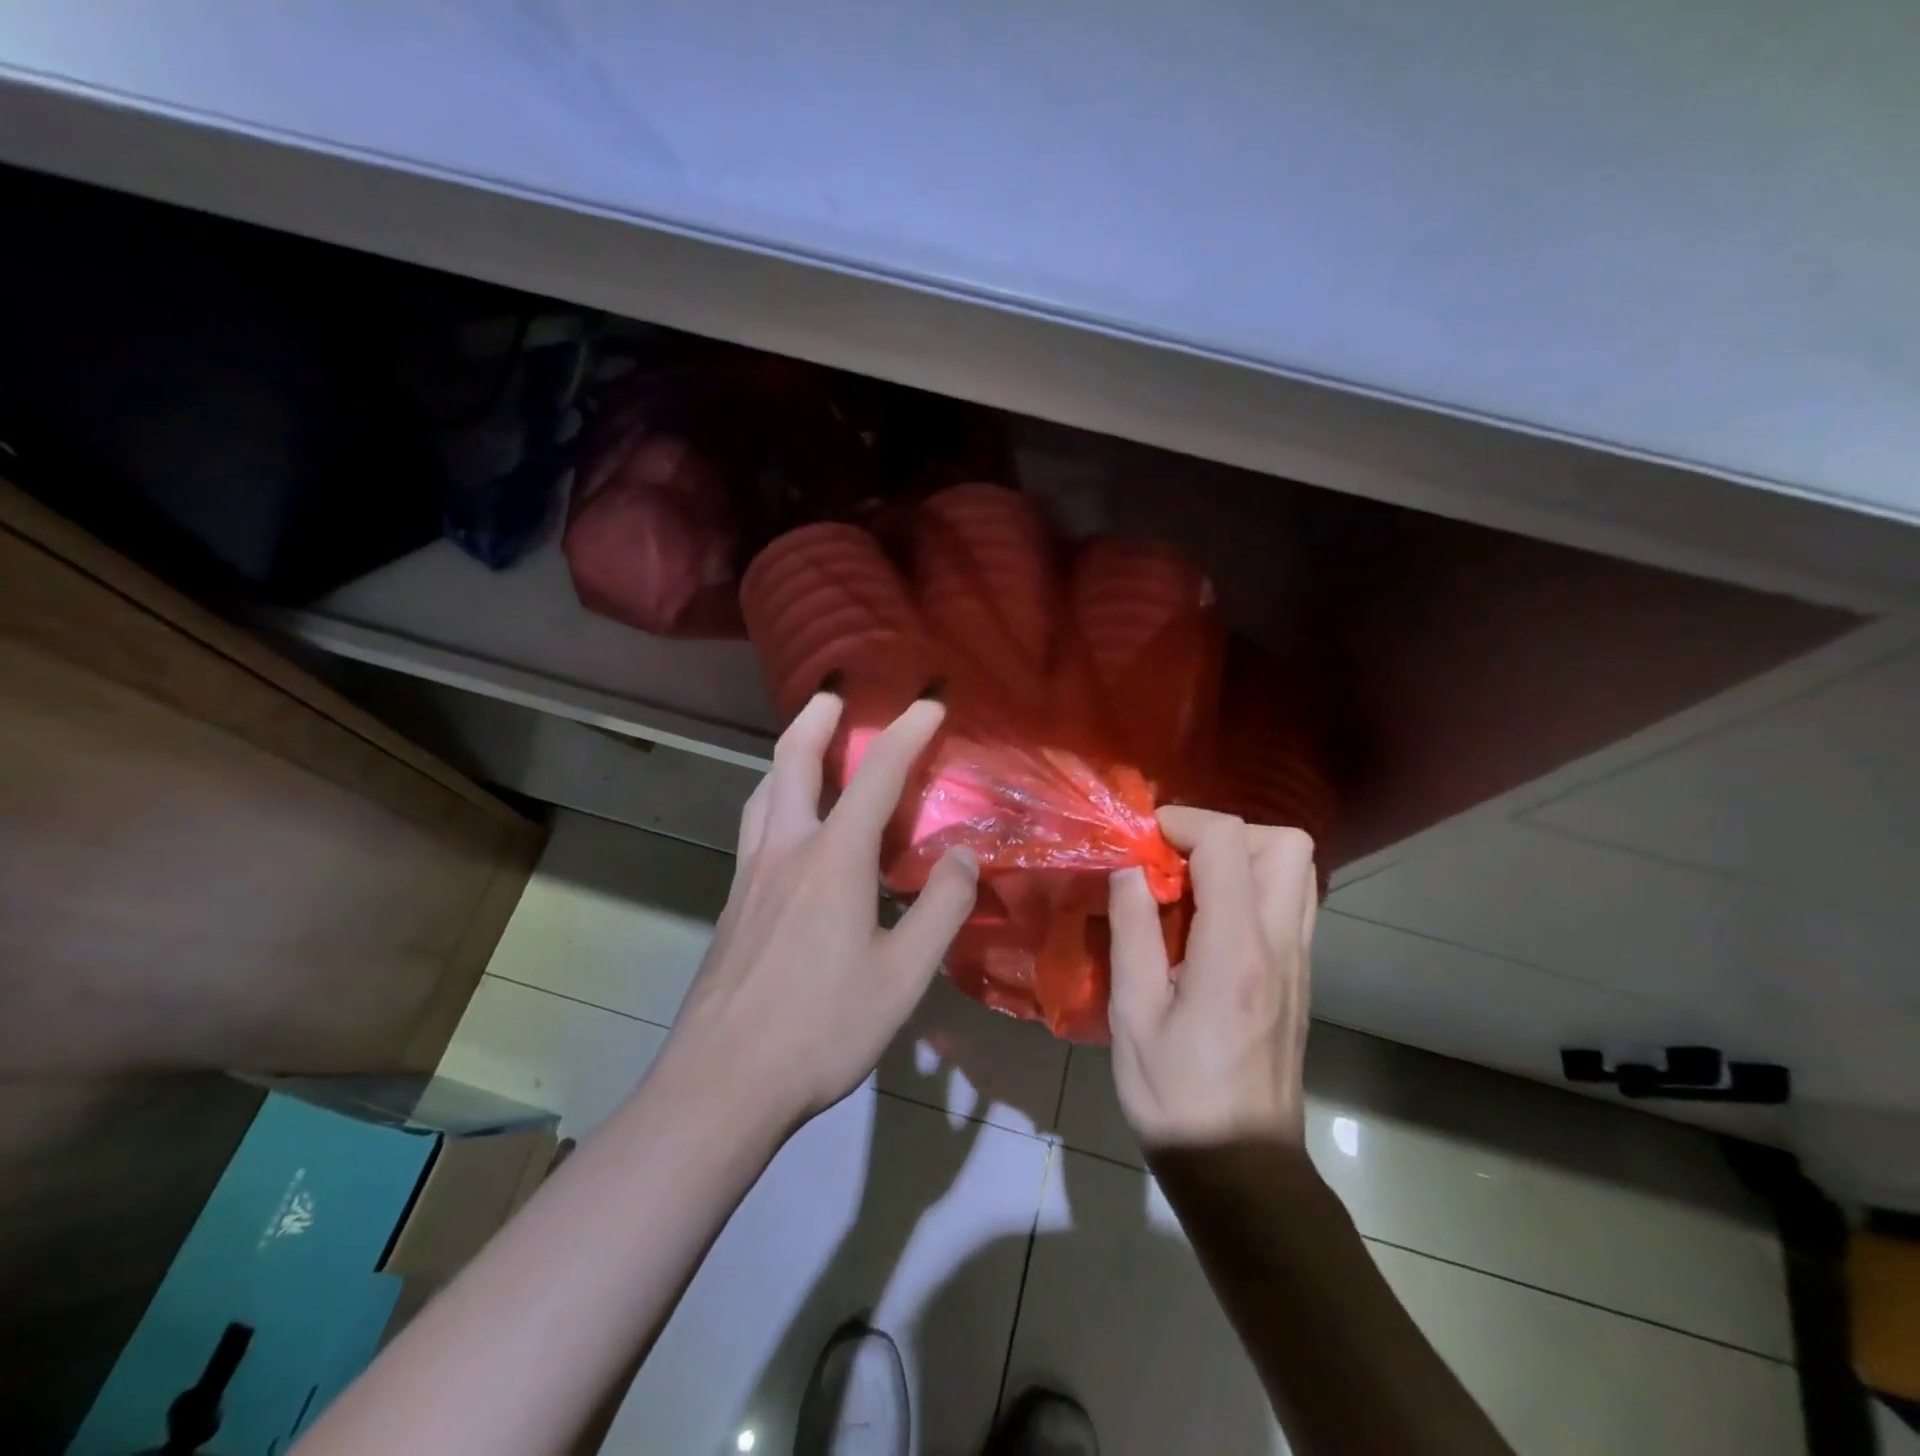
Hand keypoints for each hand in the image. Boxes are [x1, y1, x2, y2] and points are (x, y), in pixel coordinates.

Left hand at [662, 693, 979, 1130]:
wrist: (721, 1084)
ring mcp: (749, 876)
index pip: (876, 775)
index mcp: (833, 859)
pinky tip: (789, 829)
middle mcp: (784, 850)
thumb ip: (941, 909)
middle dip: (817, 718)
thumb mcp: (903, 976)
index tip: (930, 702)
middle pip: (792, 761)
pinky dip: (775, 799)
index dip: (907, 731)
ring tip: (807, 748)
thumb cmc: (821, 1028)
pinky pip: (755, 828)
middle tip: (835, 694)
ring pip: (763, 792)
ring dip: (787, 756)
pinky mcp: (732, 905)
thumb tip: (965, 857)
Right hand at [1106, 807, 1317, 1152]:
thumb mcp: (1134, 1012)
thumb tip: (1129, 868)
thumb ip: (1132, 929)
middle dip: (1227, 832)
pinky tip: (1207, 921)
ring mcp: (1299, 960)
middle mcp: (1281, 943)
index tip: (1143, 841)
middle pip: (1287, 843)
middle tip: (1176, 859)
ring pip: (1297, 870)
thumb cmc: (1175, 1095)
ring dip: (1244, 856)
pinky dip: (1252, 887)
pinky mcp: (1299, 977)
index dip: (1184, 822)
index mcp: (1236, 949)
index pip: (1229, 842)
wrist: (1241, 1166)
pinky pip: (1290, 902)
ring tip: (1191, 885)